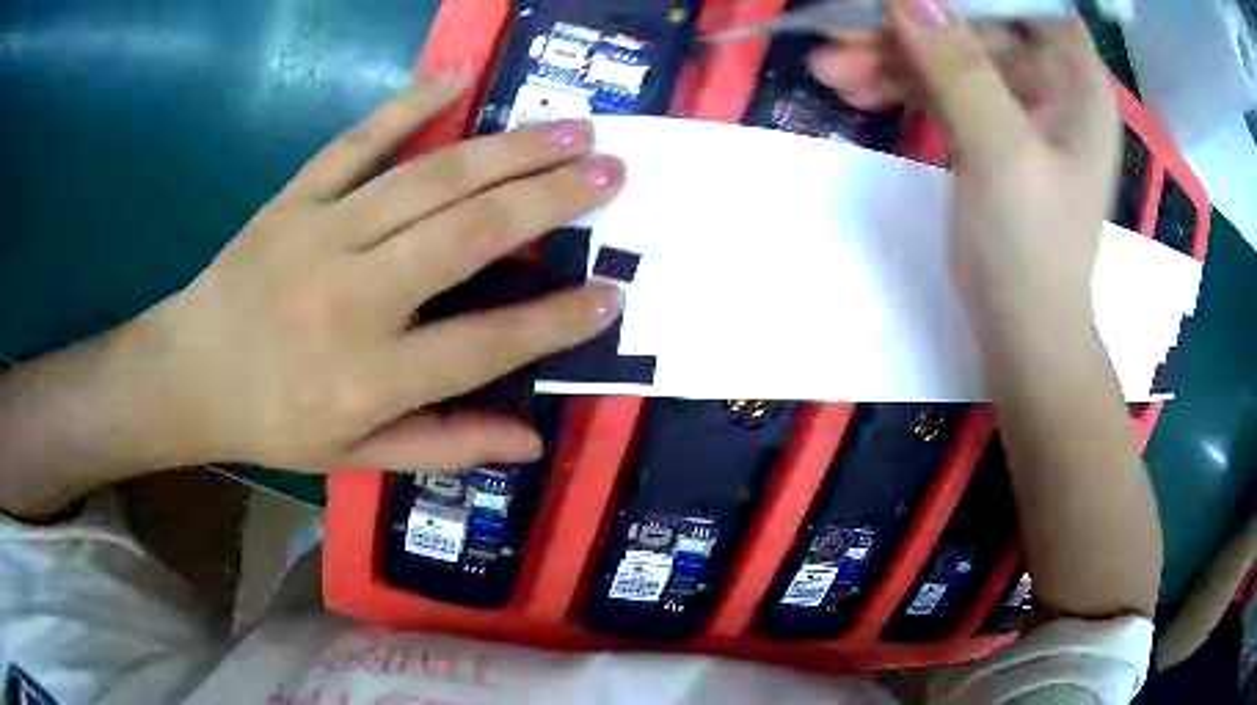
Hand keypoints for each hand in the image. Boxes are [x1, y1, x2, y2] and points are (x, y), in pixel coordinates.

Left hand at [145, 77, 624, 471]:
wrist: (188, 374)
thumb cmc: (272, 423)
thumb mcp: (355, 457)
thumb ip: (444, 444)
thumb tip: (530, 441)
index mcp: (368, 379)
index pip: (485, 345)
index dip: (556, 321)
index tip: (613, 295)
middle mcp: (351, 299)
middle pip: (468, 235)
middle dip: (553, 199)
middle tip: (614, 172)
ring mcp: (319, 235)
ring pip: (429, 179)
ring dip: (509, 149)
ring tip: (572, 128)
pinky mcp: (293, 198)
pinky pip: (355, 141)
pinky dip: (407, 105)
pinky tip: (457, 77)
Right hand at [810, 0, 1119, 331]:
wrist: (1022, 331)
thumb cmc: (1034, 250)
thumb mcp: (1003, 155)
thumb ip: (961, 69)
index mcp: (1075, 78)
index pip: (1021, 2)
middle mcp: (1049, 79)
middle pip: (972, 23)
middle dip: (908, 27)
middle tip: (841, 34)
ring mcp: (1015, 102)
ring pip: (946, 52)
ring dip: (889, 57)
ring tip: (831, 71)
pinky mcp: (985, 126)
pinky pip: (937, 85)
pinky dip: (897, 84)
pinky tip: (855, 91)